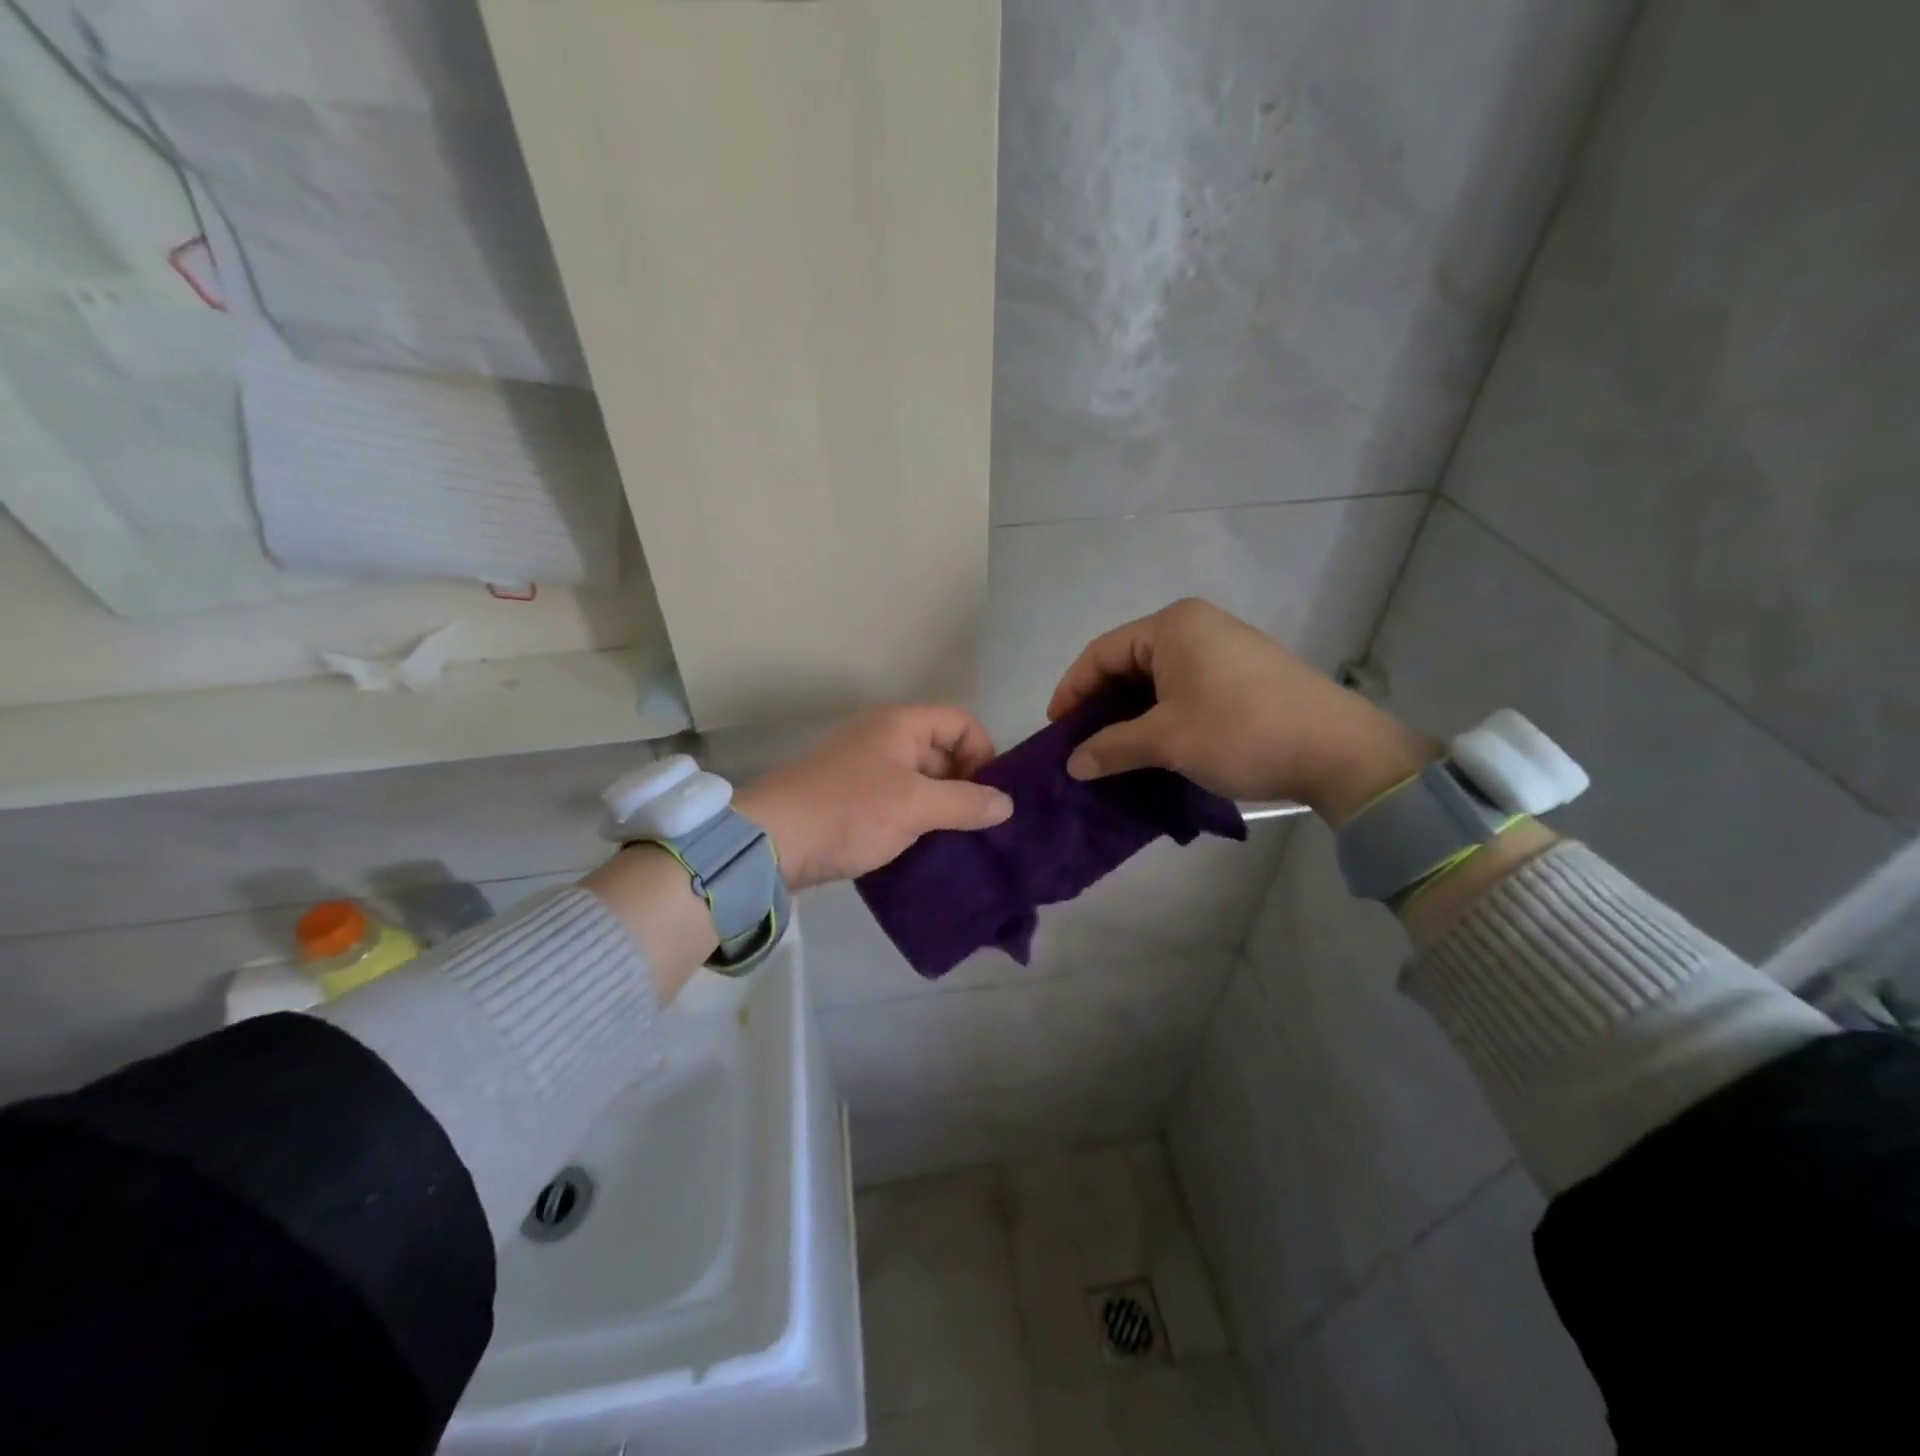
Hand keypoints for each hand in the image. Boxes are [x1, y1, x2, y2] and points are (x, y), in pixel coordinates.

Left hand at [735, 706, 1013, 890]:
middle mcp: (884, 738)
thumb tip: (1006, 804)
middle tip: (979, 826)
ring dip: (942, 808)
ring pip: (921, 781)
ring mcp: (866, 770)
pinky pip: (899, 802)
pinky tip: (927, 849)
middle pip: (943, 752)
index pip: (961, 722)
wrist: (771, 843)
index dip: (983, 753)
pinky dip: (917, 820)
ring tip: (959, 842)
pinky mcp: (852, 800)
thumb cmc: (849, 811)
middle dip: (966, 785)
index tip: (989, 795)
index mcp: (900, 725)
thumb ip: (965, 803)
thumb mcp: (914, 805)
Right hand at [1047, 598, 1438, 823]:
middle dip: (1100, 704)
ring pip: (1157, 678)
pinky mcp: (1244, 672)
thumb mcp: (1167, 741)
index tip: (1056, 729)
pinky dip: (1161, 713)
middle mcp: (1196, 625)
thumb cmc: (1241, 732)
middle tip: (1082, 742)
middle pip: (1127, 662)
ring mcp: (1224, 647)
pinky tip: (1154, 744)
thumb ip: (1111, 747)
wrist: (1338, 751)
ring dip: (1130, 713)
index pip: (1101, 653)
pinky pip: (1184, 686)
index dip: (1072, 690)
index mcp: (1172, 626)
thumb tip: (1073, 764)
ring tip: (1113, 749)